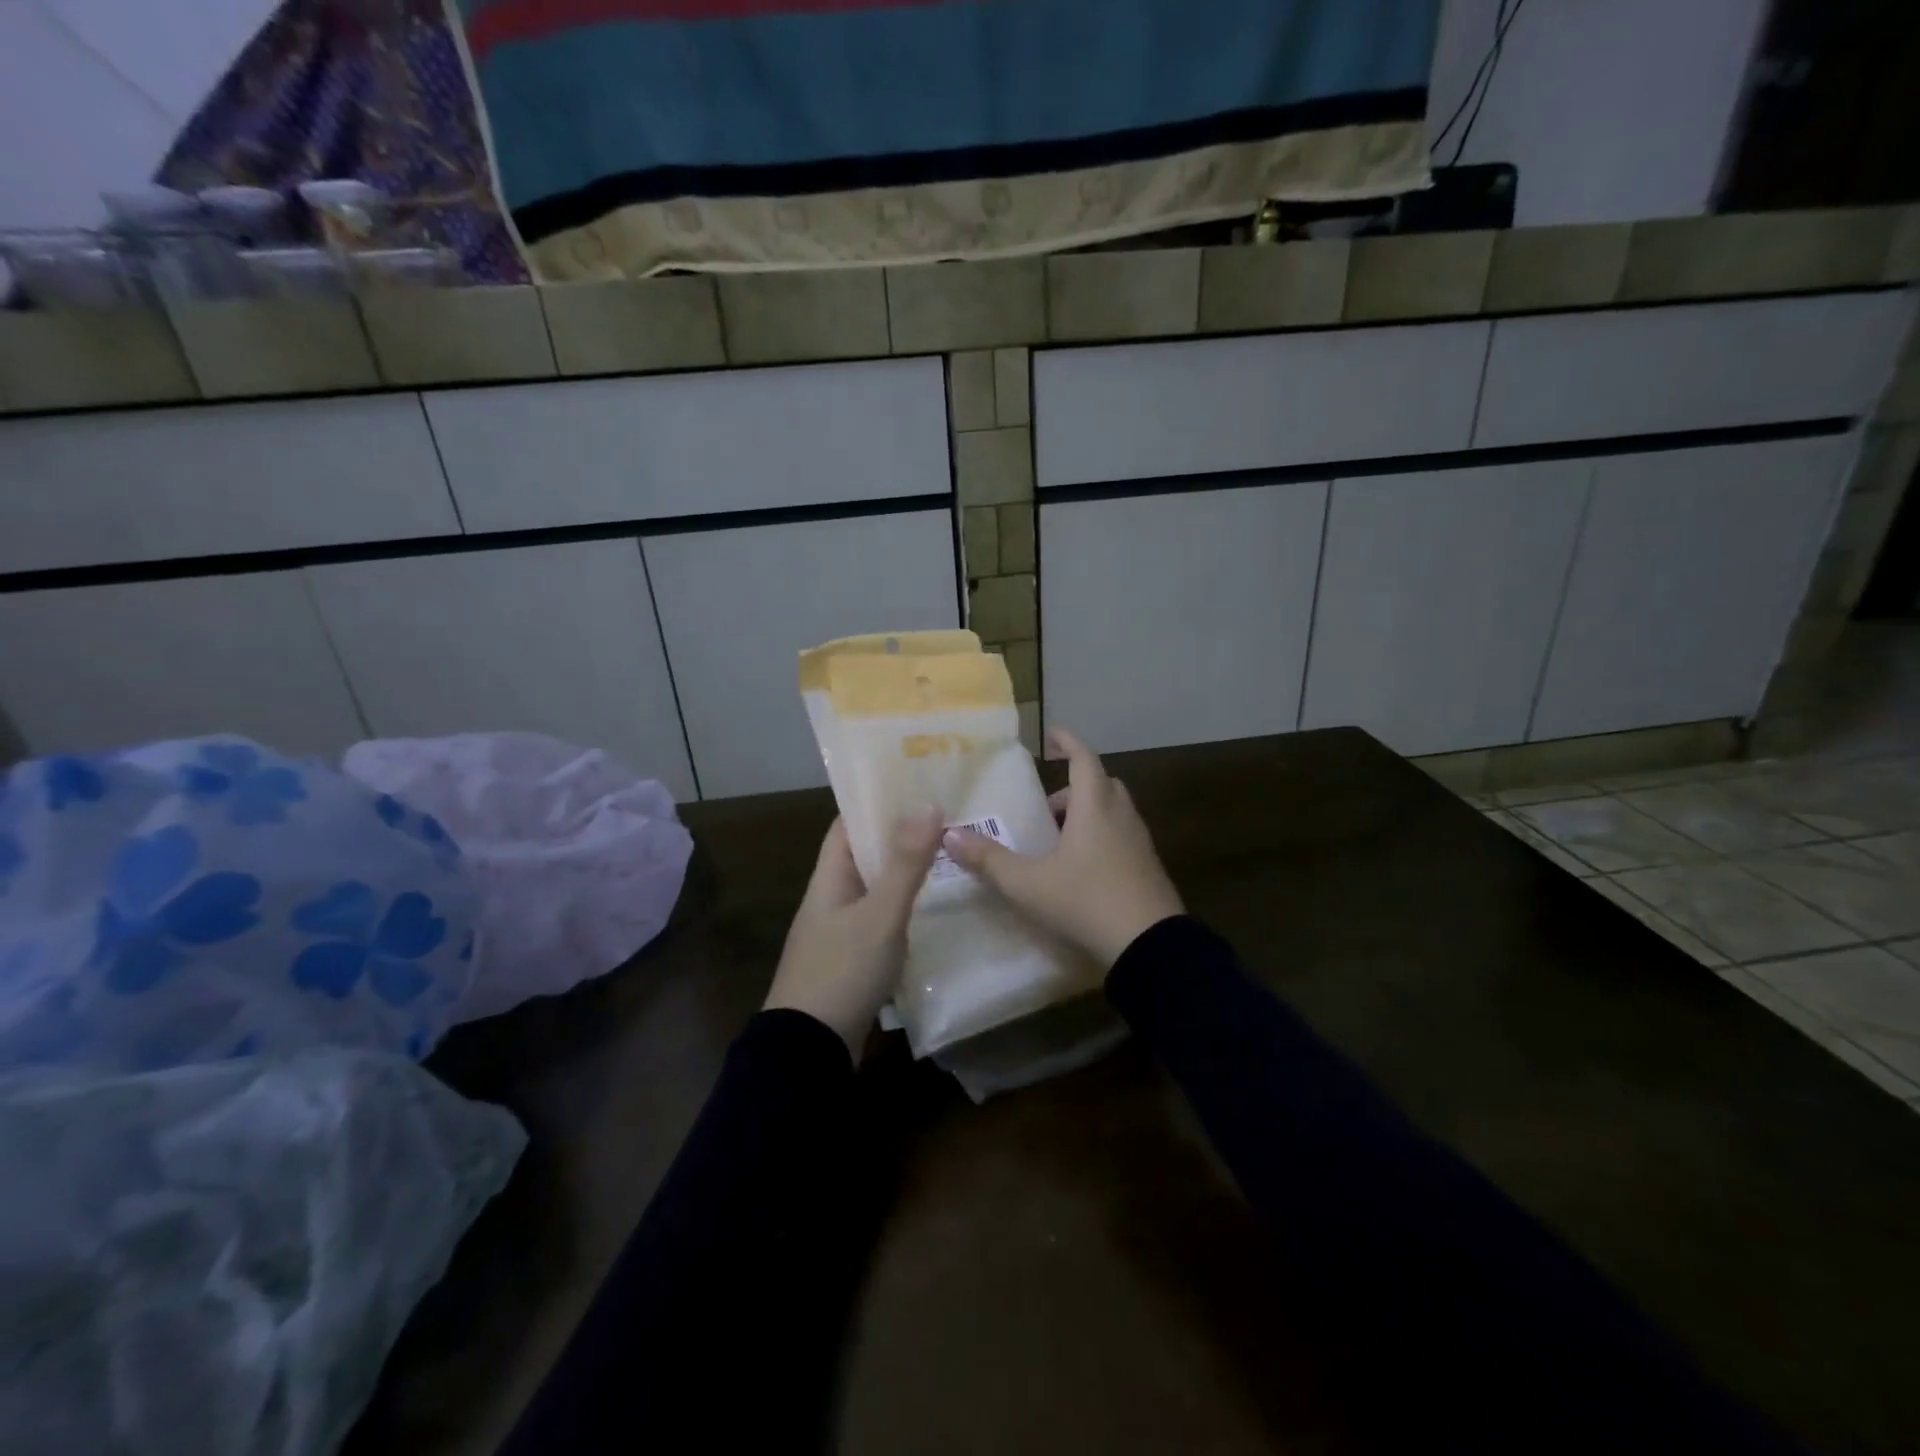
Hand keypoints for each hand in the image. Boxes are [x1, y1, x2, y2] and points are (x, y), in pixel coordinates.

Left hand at [765, 810, 943, 1058]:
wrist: (809, 1050)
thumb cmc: (842, 971)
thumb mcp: (879, 915)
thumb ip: (905, 863)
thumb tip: (928, 803)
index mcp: (828, 879)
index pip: (848, 825)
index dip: (876, 802)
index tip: (915, 785)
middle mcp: (831, 898)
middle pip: (865, 855)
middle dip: (901, 836)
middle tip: (947, 818)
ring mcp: (841, 931)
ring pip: (876, 889)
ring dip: (905, 873)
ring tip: (949, 856)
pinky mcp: (853, 960)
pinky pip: (881, 921)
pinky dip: (904, 909)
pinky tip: (934, 910)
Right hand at [944, 727, 1183, 968]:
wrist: (1150, 945)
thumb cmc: (1086, 901)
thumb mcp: (1028, 883)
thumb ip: (989, 860)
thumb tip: (949, 836)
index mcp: (1094, 807)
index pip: (1083, 759)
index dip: (1068, 742)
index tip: (1051, 735)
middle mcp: (1121, 815)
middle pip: (1100, 784)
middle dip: (1073, 786)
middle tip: (1046, 806)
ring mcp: (1139, 842)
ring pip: (1113, 811)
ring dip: (1087, 813)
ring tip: (1058, 840)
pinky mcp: (1148, 867)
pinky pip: (1122, 836)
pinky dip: (1101, 836)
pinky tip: (1081, 868)